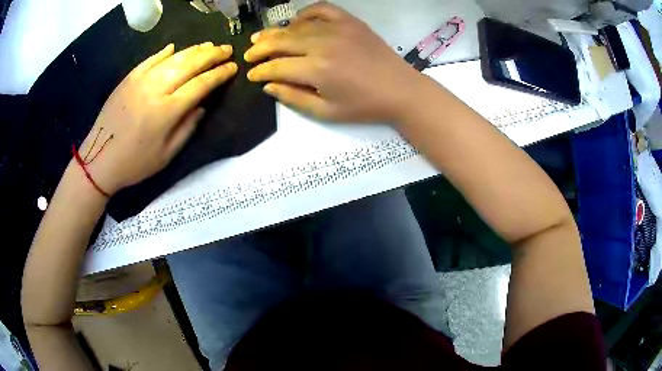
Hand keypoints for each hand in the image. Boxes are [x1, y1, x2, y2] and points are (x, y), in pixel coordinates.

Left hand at [76, 42, 237, 195]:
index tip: (233, 67)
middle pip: (189, 65)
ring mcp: (140, 81)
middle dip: (212, 55)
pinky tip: (174, 47)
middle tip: (226, 49)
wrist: (99, 160)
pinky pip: (150, 60)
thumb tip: (201, 106)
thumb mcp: (166, 156)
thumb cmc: (134, 164)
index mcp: (167, 111)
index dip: (219, 74)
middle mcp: (155, 89)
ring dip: (193, 50)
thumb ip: (187, 129)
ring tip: (208, 46)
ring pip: (172, 58)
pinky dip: (164, 52)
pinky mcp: (128, 79)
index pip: (200, 84)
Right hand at [244, 1, 424, 122]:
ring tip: (262, 37)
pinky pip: (321, 9)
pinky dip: (305, 13)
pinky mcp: (350, 21)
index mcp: (316, 70)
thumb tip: (268, 85)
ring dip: (276, 31)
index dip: (259, 71)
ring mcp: (337, 29)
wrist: (400, 90)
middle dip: (260, 49)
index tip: (251, 75)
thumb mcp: (326, 112)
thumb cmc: (364, 106)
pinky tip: (298, 22)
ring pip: (296, 26)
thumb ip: (294, 97)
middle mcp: (322, 44)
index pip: (276, 66)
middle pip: (281, 42)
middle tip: (248, 54)